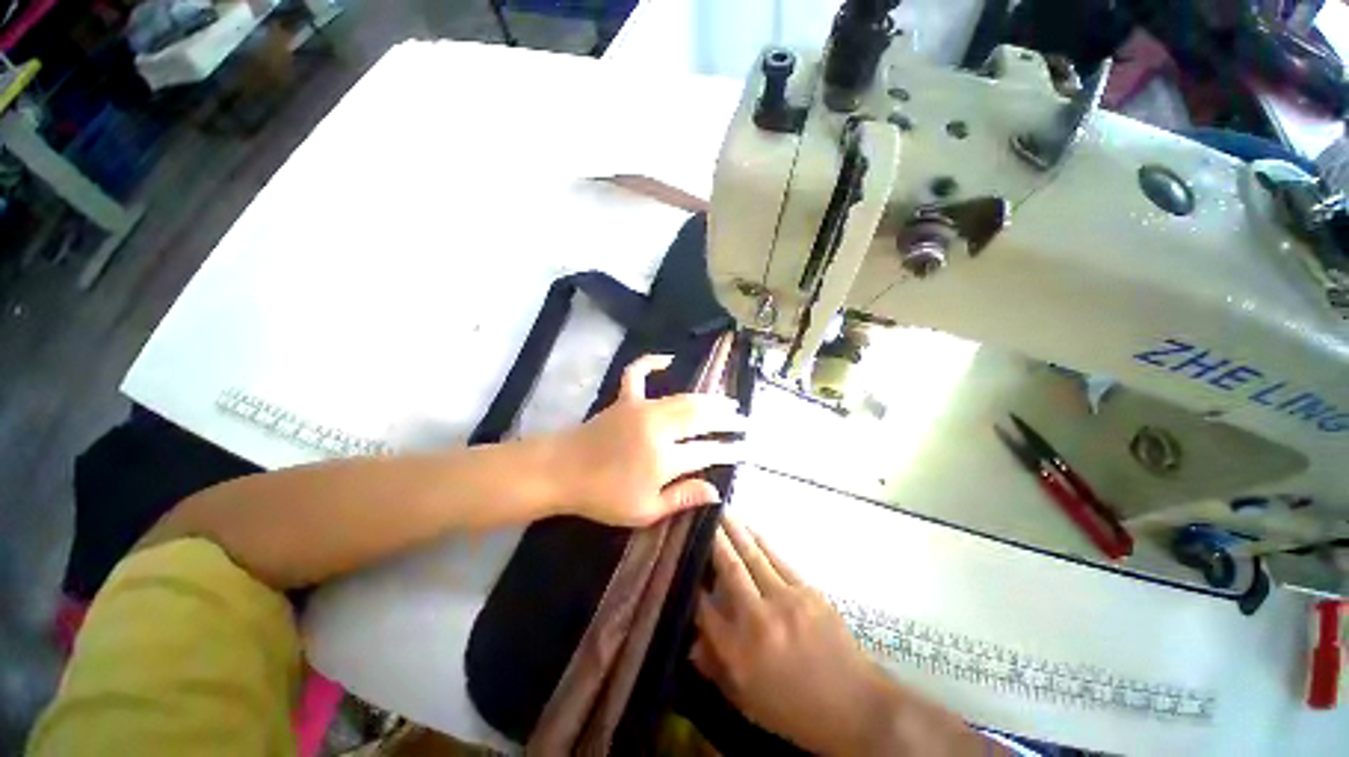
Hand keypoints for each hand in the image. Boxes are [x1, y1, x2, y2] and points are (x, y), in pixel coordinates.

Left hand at [553, 354, 744, 526]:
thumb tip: (715, 491)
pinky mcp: (625, 399)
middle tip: (741, 419)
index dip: (728, 450)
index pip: (706, 452)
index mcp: (664, 459)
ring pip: (682, 398)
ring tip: (725, 400)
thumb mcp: (645, 511)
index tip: (743, 448)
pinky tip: (668, 358)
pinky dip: (651, 362)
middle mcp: (658, 429)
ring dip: (707, 398)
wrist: (562, 471)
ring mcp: (641, 409)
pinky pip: (638, 374)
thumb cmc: (603, 496)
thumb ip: (682, 498)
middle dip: (725, 418)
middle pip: (700, 419)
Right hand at [693, 518, 980, 755]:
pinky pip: (778, 558)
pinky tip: (751, 528)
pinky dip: (761, 540)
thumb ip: (716, 667)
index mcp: (740, 653)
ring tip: (722, 509)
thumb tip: (691, 640)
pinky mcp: (809, 591)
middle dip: (713, 539)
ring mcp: (786, 601)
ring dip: (736, 530)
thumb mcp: (748, 702)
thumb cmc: (796, 710)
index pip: (705, 608)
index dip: (692, 582)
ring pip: (753, 556)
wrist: (857, 707)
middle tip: (701, 513)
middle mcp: (759, 620)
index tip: (684, 560)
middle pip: (730, 569)